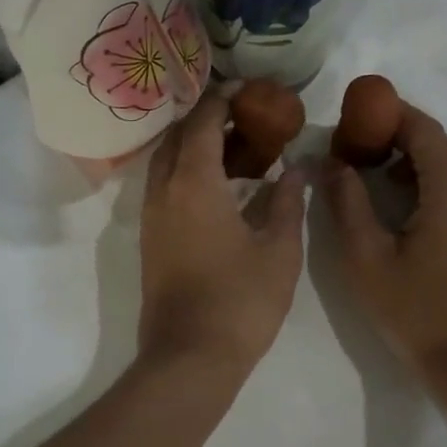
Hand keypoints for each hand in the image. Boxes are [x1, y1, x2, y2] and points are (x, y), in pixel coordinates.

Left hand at [139, 92, 307, 375]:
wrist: (189, 357)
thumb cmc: (241, 301)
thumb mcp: (279, 250)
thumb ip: (288, 202)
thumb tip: (297, 169)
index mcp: (194, 183)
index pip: (203, 123)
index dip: (223, 100)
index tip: (247, 89)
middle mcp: (163, 190)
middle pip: (177, 136)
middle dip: (206, 118)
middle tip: (244, 116)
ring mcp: (150, 215)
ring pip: (165, 161)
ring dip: (193, 144)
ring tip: (235, 147)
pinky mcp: (149, 237)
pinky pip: (163, 185)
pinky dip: (185, 170)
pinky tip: (217, 184)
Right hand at [323, 102, 446, 377]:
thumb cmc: (414, 310)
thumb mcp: (365, 256)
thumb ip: (347, 202)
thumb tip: (333, 163)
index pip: (424, 129)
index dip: (390, 115)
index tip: (359, 118)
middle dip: (412, 139)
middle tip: (375, 156)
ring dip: (435, 160)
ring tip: (397, 186)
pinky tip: (423, 212)